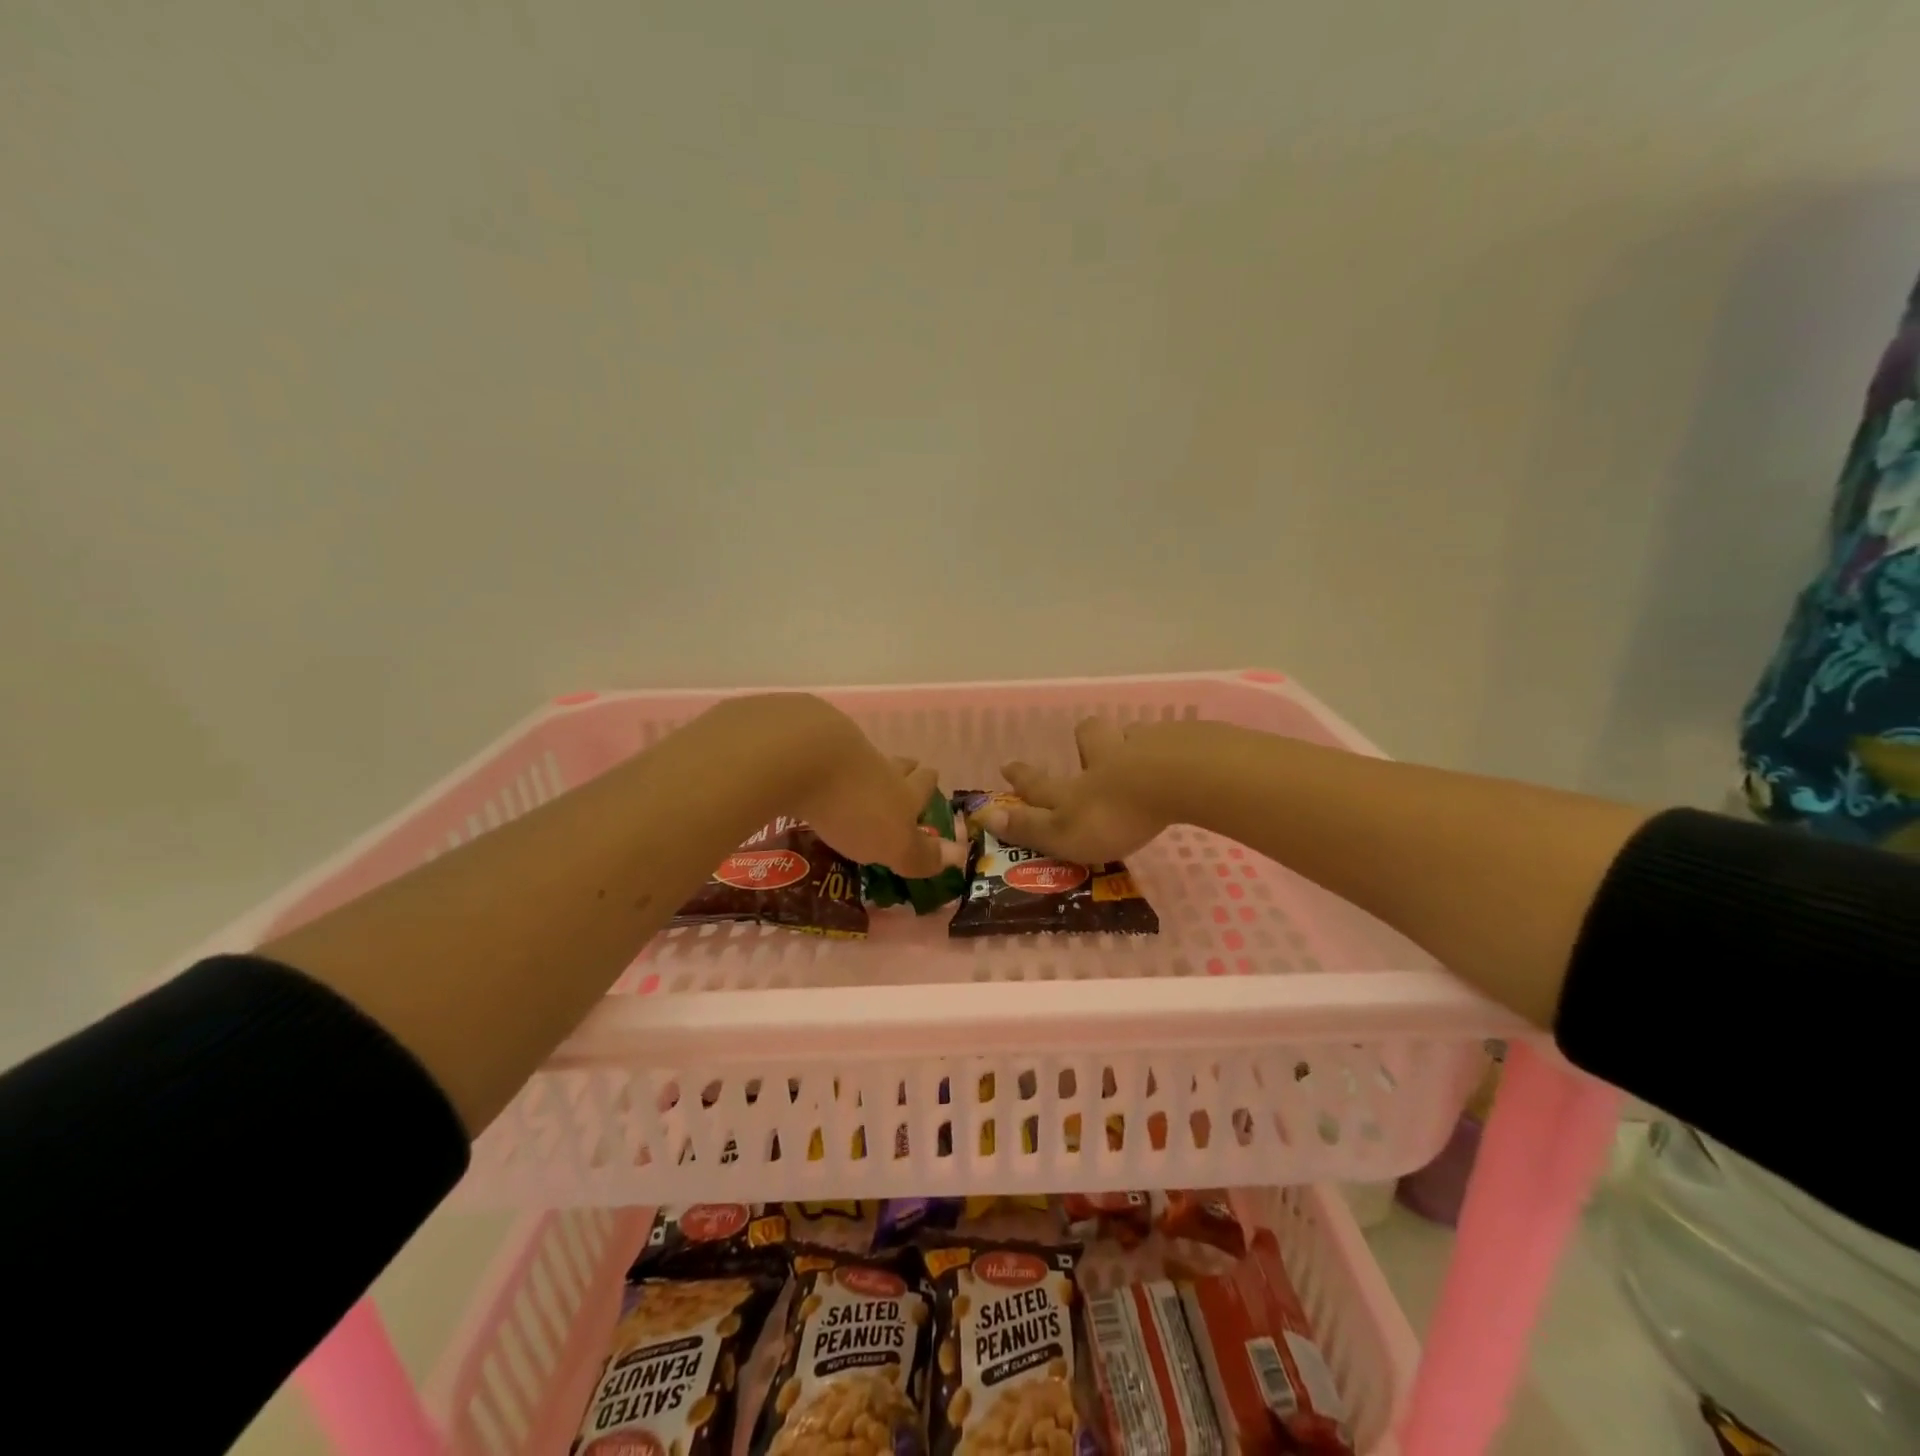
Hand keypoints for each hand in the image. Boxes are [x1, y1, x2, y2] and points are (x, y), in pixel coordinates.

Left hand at [739, 695, 958, 877]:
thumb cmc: (855, 808)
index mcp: (901, 790)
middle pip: (894, 763)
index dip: (928, 781)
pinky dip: (820, 761)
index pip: (922, 783)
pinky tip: (810, 768)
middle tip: (906, 767)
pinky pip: (816, 751)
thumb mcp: (893, 843)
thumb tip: (958, 856)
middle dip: (902, 768)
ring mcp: (837, 749)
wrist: (803, 757)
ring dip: (861, 765)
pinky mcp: (800, 741)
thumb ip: (919, 853)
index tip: (932, 774)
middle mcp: (875, 765)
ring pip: (857, 756)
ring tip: (856, 774)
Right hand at [982, 717, 1175, 862]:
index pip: (1040, 782)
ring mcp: (1145, 746)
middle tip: (1089, 745)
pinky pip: (1172, 741)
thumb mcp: (1065, 831)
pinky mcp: (1185, 742)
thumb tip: (984, 816)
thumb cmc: (1116, 813)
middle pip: (1089, 737)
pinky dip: (1170, 749)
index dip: (1022, 777)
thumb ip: (1029, 828)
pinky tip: (1181, 761)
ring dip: (1129, 743)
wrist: (1177, 779)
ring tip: (1140, 754)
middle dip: (1085, 740)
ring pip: (1130, 735)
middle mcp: (1104, 757)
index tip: (1007, 766)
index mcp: (1076, 786)